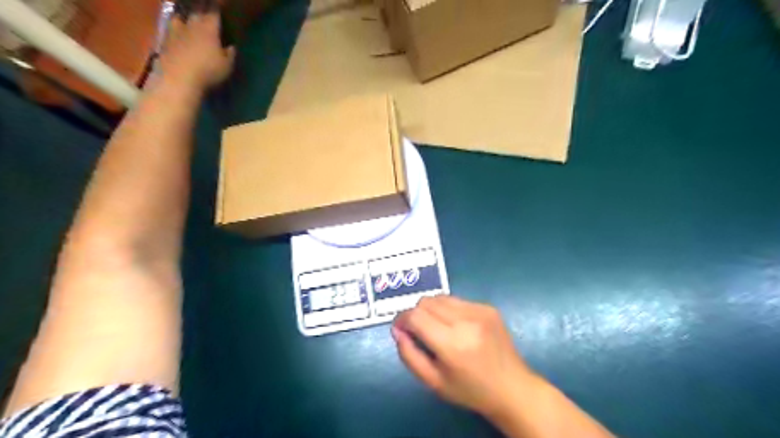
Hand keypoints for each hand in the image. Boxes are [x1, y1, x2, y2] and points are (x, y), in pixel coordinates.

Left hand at [156, 12, 232, 89]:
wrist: (180, 78)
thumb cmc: (209, 71)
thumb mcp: (227, 66)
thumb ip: (230, 54)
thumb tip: (231, 46)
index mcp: (209, 29)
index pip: (214, 14)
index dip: (217, 11)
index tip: (220, 10)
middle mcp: (192, 25)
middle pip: (196, 13)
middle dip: (202, 12)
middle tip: (206, 14)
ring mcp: (176, 32)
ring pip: (179, 18)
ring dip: (184, 18)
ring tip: (187, 21)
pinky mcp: (165, 41)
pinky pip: (170, 30)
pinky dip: (175, 29)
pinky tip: (177, 34)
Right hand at [393, 296, 532, 418]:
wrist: (512, 387)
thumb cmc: (470, 390)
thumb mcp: (433, 382)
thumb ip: (409, 355)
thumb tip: (397, 330)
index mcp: (452, 343)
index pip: (415, 316)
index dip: (402, 318)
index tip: (400, 328)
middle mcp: (466, 321)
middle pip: (426, 302)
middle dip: (415, 313)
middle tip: (418, 331)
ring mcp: (479, 311)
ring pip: (440, 297)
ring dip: (431, 309)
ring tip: (437, 328)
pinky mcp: (488, 307)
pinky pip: (457, 300)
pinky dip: (448, 310)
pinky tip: (456, 327)